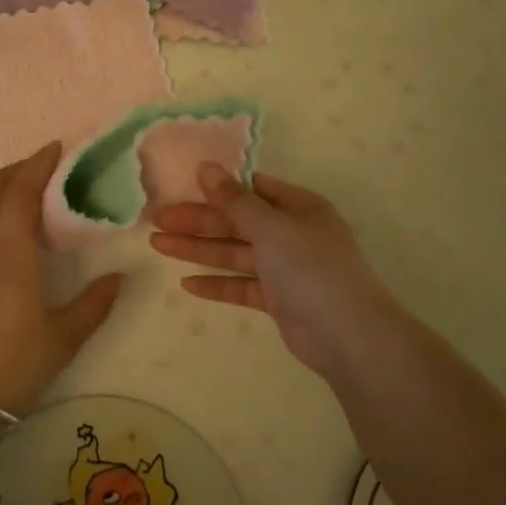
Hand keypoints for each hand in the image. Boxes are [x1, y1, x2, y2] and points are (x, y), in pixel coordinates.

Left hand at [0, 143, 124, 415]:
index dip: (36, 165)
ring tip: (19, 206)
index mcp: (9, 261)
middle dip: (15, 170)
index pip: (19, 195)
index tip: (54, 149)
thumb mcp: (63, 339)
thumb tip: (121, 276)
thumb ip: (95, 303)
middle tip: (39, 169)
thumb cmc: (13, 370)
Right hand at [150, 165, 396, 377]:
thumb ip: (234, 200)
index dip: (217, 188)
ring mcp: (285, 268)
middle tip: (157, 220)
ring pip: (234, 253)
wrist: (349, 337)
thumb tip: (206, 167)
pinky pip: (241, 285)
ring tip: (158, 244)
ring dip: (198, 249)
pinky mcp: (278, 300)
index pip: (252, 189)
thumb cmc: (312, 268)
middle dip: (197, 221)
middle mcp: (292, 234)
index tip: (182, 186)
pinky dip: (216, 284)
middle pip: (237, 222)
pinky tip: (187, 283)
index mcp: (299, 208)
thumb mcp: (271, 227)